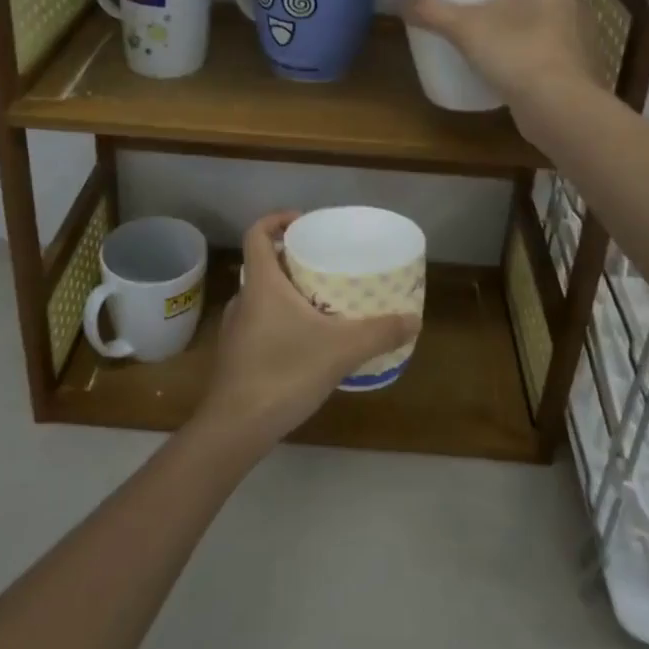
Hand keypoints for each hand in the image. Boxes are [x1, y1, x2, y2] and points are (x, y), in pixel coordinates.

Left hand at [193, 211, 420, 457]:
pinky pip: (259, 323)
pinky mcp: (235, 356)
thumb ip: (379, 333)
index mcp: (261, 283)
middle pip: (263, 265)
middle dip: (291, 260)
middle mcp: (243, 299)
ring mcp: (235, 329)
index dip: (276, 220)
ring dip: (286, 293)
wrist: (235, 428)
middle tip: (324, 265)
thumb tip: (414, 320)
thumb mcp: (340, 350)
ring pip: (261, 296)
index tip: (302, 222)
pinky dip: (280, 321)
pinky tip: (304, 343)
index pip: (256, 233)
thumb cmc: (283, 372)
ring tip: (320, 303)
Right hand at [399, 0, 593, 123]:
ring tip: (494, 18)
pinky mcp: (568, 67)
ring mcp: (573, 37)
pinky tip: (502, 56)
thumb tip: (399, 1)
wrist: (556, 108)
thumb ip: (433, 12)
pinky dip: (528, 43)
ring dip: (528, 11)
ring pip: (552, 12)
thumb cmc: (518, 52)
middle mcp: (570, 4)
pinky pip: (547, 44)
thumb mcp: (466, 29)